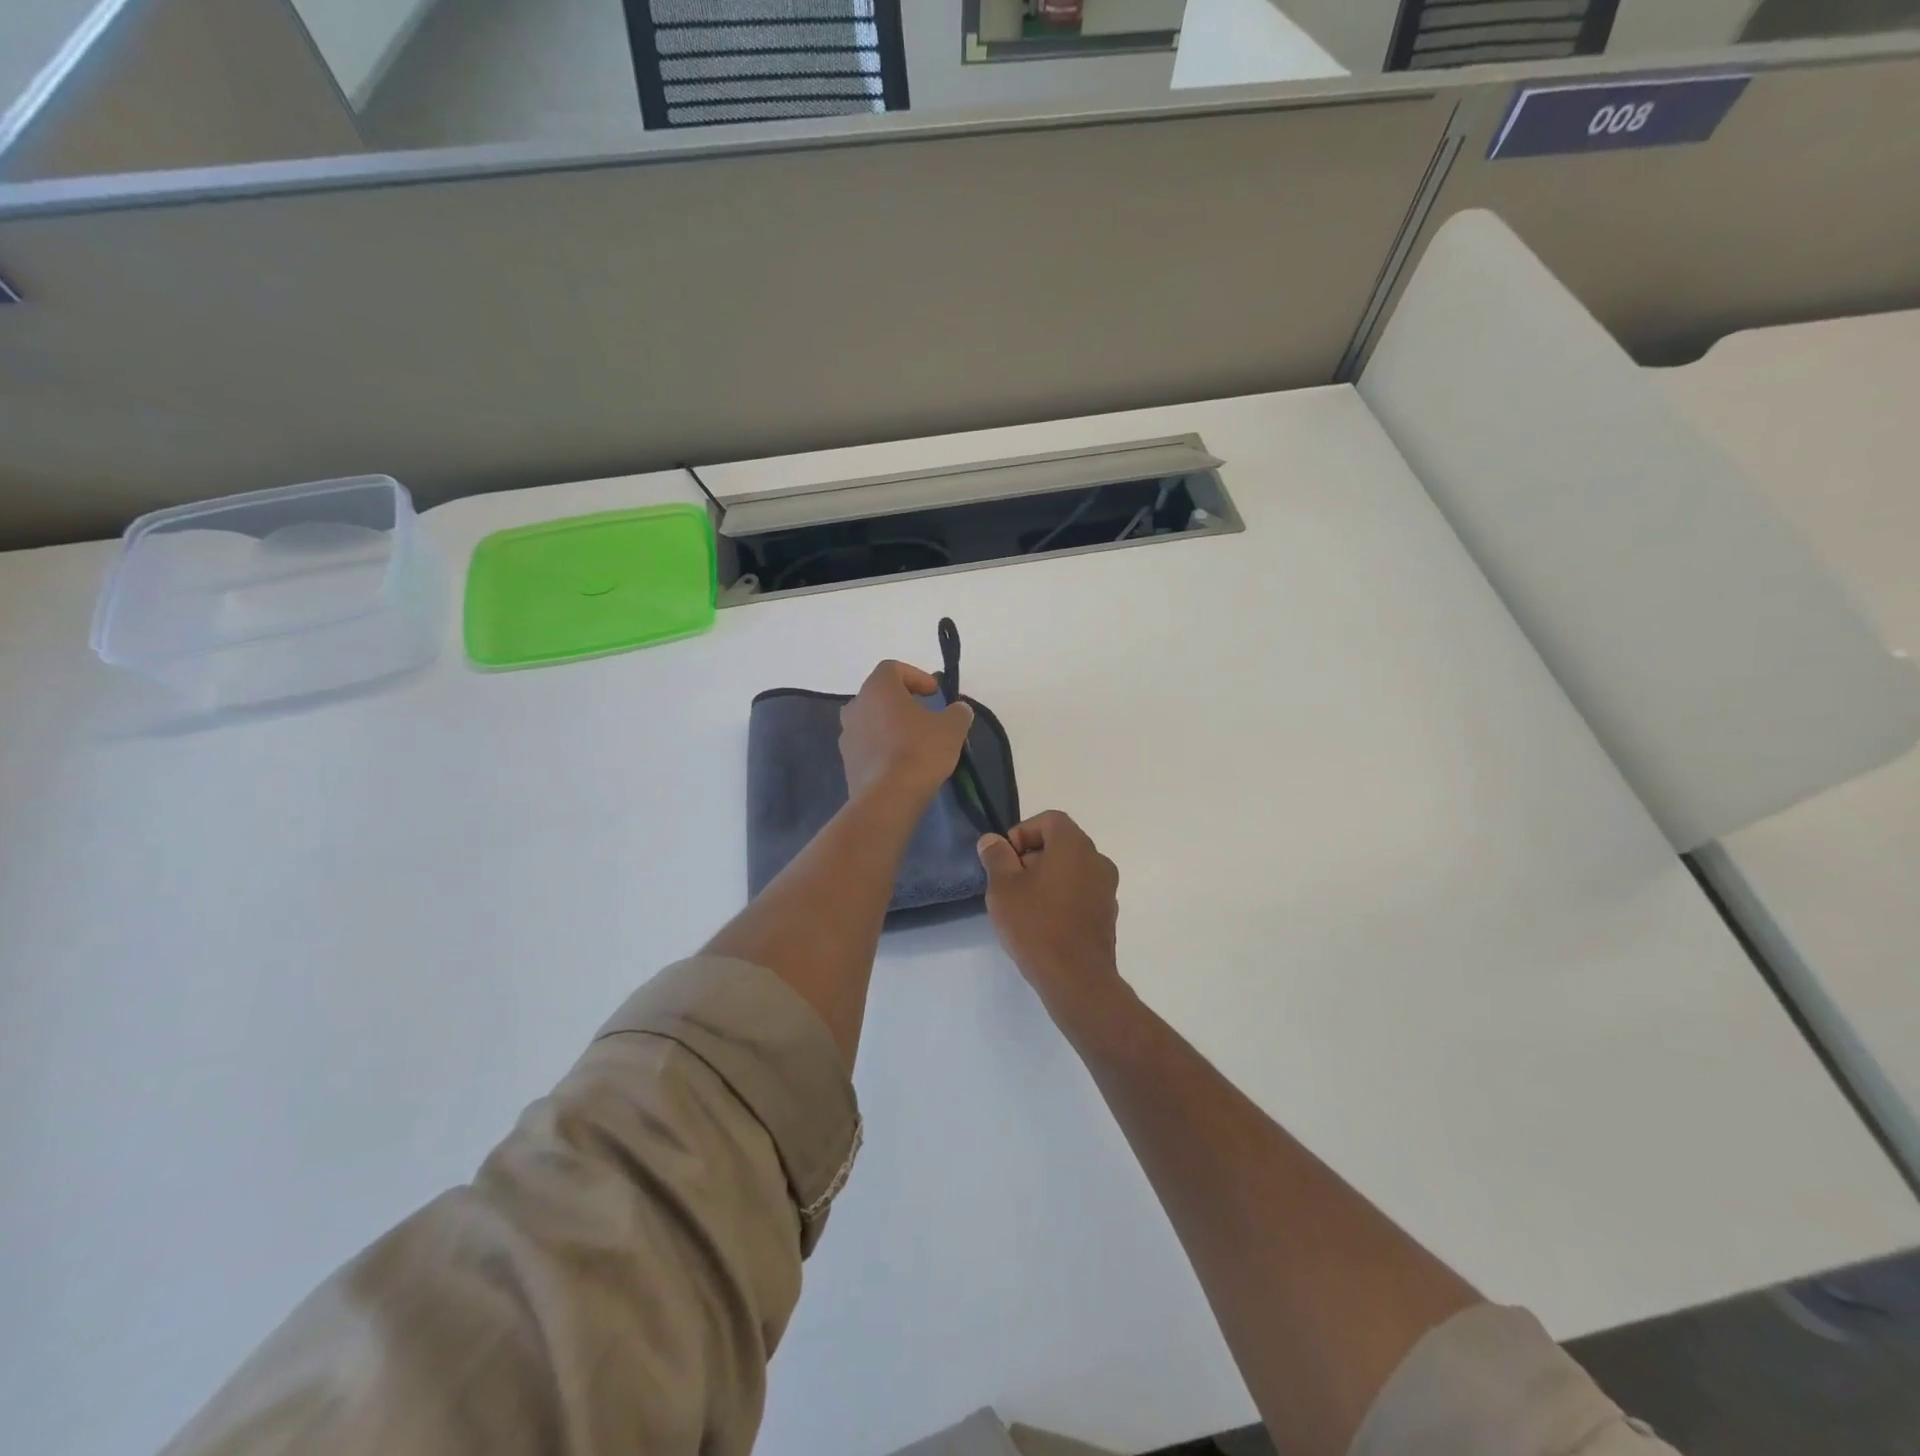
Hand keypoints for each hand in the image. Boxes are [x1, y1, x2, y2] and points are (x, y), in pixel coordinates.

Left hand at [840, 659, 974, 802]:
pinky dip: (882, 747)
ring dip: (891, 726)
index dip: (916, 676)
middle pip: (879, 695)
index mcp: (877, 688)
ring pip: (871, 721)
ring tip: (914, 742)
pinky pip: (867, 745)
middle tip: (925, 716)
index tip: (934, 693)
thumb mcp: (951, 728)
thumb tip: (959, 709)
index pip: (893, 668)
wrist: (888, 797)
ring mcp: (846, 734)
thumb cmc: (920, 751)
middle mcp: (855, 706)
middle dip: (902, 702)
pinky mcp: (846, 761)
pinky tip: (901, 764)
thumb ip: (958, 712)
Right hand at [977, 811, 1121, 1017]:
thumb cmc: (1036, 924)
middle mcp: (1097, 860)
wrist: (1076, 978)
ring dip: (1047, 879)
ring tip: (1024, 907)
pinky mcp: (1108, 915)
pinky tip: (1044, 924)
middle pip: (1061, 844)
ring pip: (1071, 870)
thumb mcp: (1003, 887)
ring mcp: (1107, 889)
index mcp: (1074, 845)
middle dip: (1032, 857)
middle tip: (1009, 884)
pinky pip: (1081, 893)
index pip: (1049, 820)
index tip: (1005, 860)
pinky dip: (1062, 898)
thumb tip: (993, 841)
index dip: (1022, 833)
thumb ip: (996, 857)